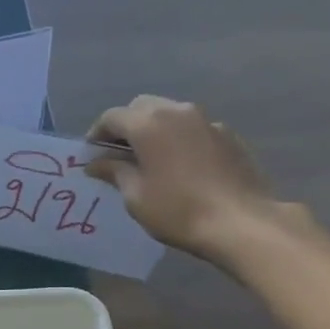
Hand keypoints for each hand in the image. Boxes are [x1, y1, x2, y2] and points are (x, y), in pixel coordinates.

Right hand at [83, 96, 284, 264]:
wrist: (239, 221)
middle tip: (116, 154)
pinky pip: (192, 128)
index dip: (96, 134)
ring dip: (152, 129)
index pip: (112, 117)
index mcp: (149, 125)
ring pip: (169, 113)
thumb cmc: (177, 210)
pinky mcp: (226, 134)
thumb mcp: (135, 196)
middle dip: (125, 126)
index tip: (90, 155)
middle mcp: (177, 111)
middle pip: (142, 107)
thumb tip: (96, 163)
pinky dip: (177, 138)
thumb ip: (114, 172)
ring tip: (147, 159)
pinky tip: (178, 166)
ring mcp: (206, 120)